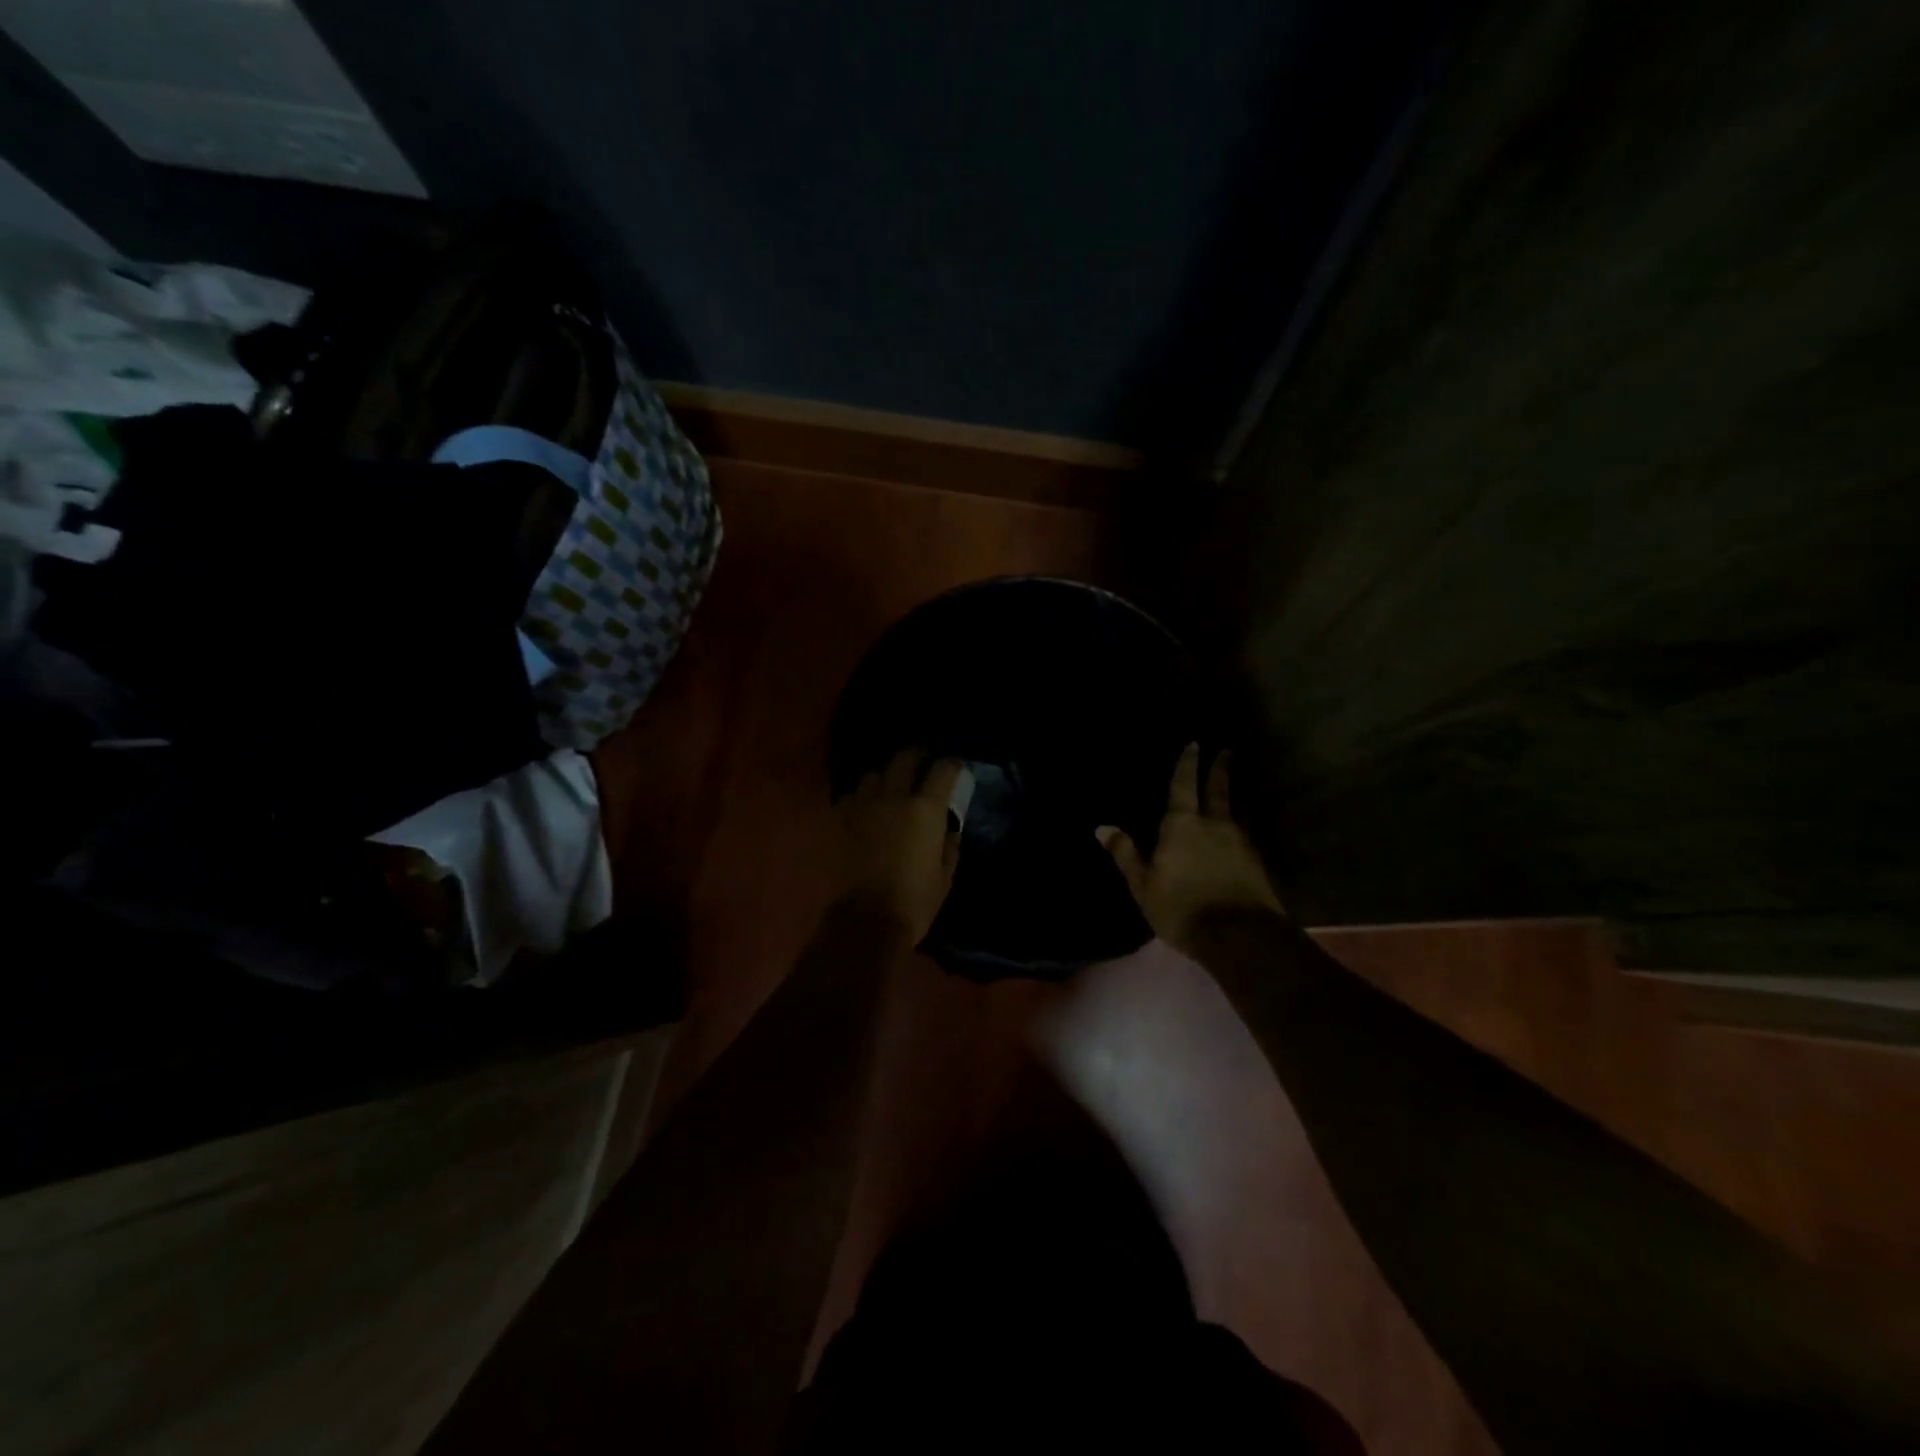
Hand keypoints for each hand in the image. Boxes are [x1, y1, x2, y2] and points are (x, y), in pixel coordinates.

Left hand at [833, 749, 963, 941]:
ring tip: (892, 787)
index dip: (952, 765)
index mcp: (925, 809)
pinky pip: (853, 795)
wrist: (867, 920)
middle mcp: (894, 797)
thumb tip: (948, 830)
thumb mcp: (945, 876)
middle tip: (923, 766)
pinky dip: (862, 796)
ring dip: (886, 776)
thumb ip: (950, 846)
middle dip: (917, 757)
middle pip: (904, 758)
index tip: (956, 768)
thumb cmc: (915, 901)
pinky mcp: (843, 820)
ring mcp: (864, 806)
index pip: (943, 769)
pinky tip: (867, 807)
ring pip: (874, 773)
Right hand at [1096, 744, 1284, 955]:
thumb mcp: (1143, 885)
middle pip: (1218, 791)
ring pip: (1235, 811)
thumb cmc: (1182, 908)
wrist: (1240, 937)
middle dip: (1220, 770)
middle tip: (1226, 751)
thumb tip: (1102, 826)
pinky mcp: (1256, 864)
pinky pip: (1244, 835)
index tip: (1194, 743)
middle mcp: (1214, 826)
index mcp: (1182, 825)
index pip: (1184, 786)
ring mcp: (1240, 843)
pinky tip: (1238, 832)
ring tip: (1233, 788)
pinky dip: (1238, 826)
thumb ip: (1125, 855)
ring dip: (1233, 796)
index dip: (1187, 765)